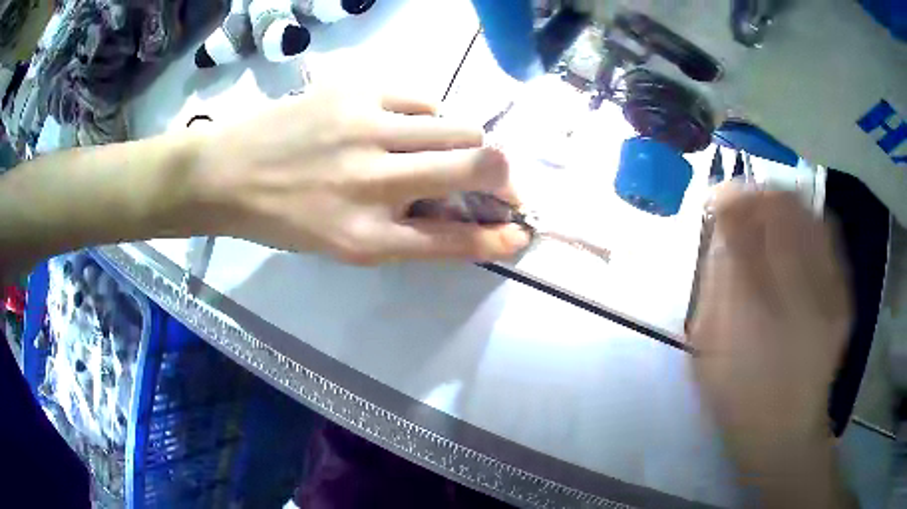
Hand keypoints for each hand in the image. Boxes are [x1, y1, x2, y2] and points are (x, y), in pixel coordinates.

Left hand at [187, 88, 530, 263]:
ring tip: (440, 150)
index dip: (498, 237)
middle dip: (505, 177)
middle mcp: (374, 182)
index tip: (520, 231)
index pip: (456, 240)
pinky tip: (403, 125)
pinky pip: (424, 99)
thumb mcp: (343, 243)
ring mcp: (367, 128)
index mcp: (367, 238)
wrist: (228, 171)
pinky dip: (427, 117)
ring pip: (461, 126)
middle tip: (499, 181)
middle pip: (479, 165)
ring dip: (467, 143)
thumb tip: (463, 212)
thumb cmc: (283, 218)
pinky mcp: (357, 91)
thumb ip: (406, 232)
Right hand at [688, 186, 854, 506]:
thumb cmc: (738, 394)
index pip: (744, 231)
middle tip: (744, 195)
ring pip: (809, 219)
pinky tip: (798, 222)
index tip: (718, 195)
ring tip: (770, 201)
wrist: (784, 428)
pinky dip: (812, 219)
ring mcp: (827, 296)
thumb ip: (714, 284)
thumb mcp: (709, 347)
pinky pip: (830, 239)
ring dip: (787, 200)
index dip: (730, 201)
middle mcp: (796, 297)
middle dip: (759, 194)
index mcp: (754, 313)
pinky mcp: (842, 298)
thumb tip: (720, 230)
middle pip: (782, 215)